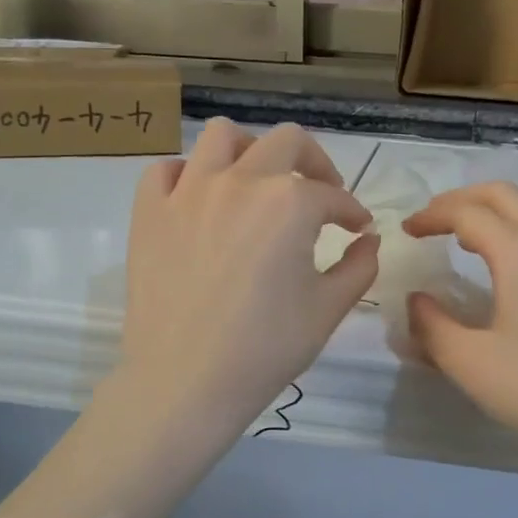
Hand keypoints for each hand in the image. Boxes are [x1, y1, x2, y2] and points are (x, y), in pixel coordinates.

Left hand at [121, 120, 377, 435]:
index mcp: (290, 202)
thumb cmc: (266, 348)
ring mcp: (188, 191)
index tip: (356, 229)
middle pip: (286, 142)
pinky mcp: (149, 211)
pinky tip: (202, 202)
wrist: (185, 382)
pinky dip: (189, 176)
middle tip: (320, 194)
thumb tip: (368, 239)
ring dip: (250, 151)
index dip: (351, 211)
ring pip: (222, 136)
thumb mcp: (329, 308)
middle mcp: (240, 180)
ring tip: (257, 181)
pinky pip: (167, 170)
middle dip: (313, 164)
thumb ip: (359, 266)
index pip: (332, 195)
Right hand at [403, 182, 517, 482]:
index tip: (407, 231)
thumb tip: (417, 302)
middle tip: (433, 221)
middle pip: (505, 195)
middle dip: (463, 199)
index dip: (432, 215)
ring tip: (468, 239)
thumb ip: (432, 327)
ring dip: (496, 211)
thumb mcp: (470, 363)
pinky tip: (511, 270)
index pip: (468, 213)